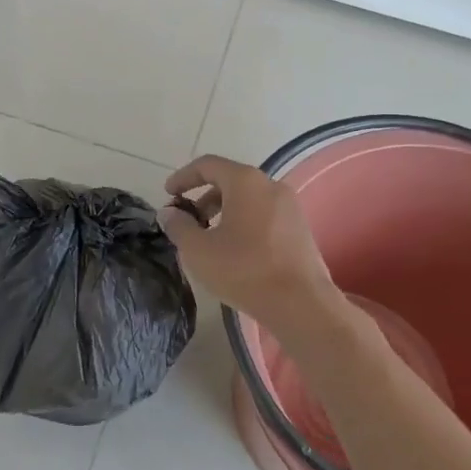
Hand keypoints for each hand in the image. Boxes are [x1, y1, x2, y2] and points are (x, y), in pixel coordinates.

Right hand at [159, 155, 343, 335]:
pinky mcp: (300, 228)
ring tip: (209, 239)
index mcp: (245, 182)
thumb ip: (178, 226)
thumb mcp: (198, 250)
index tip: (168, 195)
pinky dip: (243, 222)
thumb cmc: (244, 270)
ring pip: (248, 199)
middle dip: (203, 198)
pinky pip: (264, 214)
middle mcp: (270, 185)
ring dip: (223, 212)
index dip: (183, 177)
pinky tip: (234, 250)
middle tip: (187, 222)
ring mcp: (290, 206)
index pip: (208, 165)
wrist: (301, 304)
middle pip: (229, 180)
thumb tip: (170, 213)